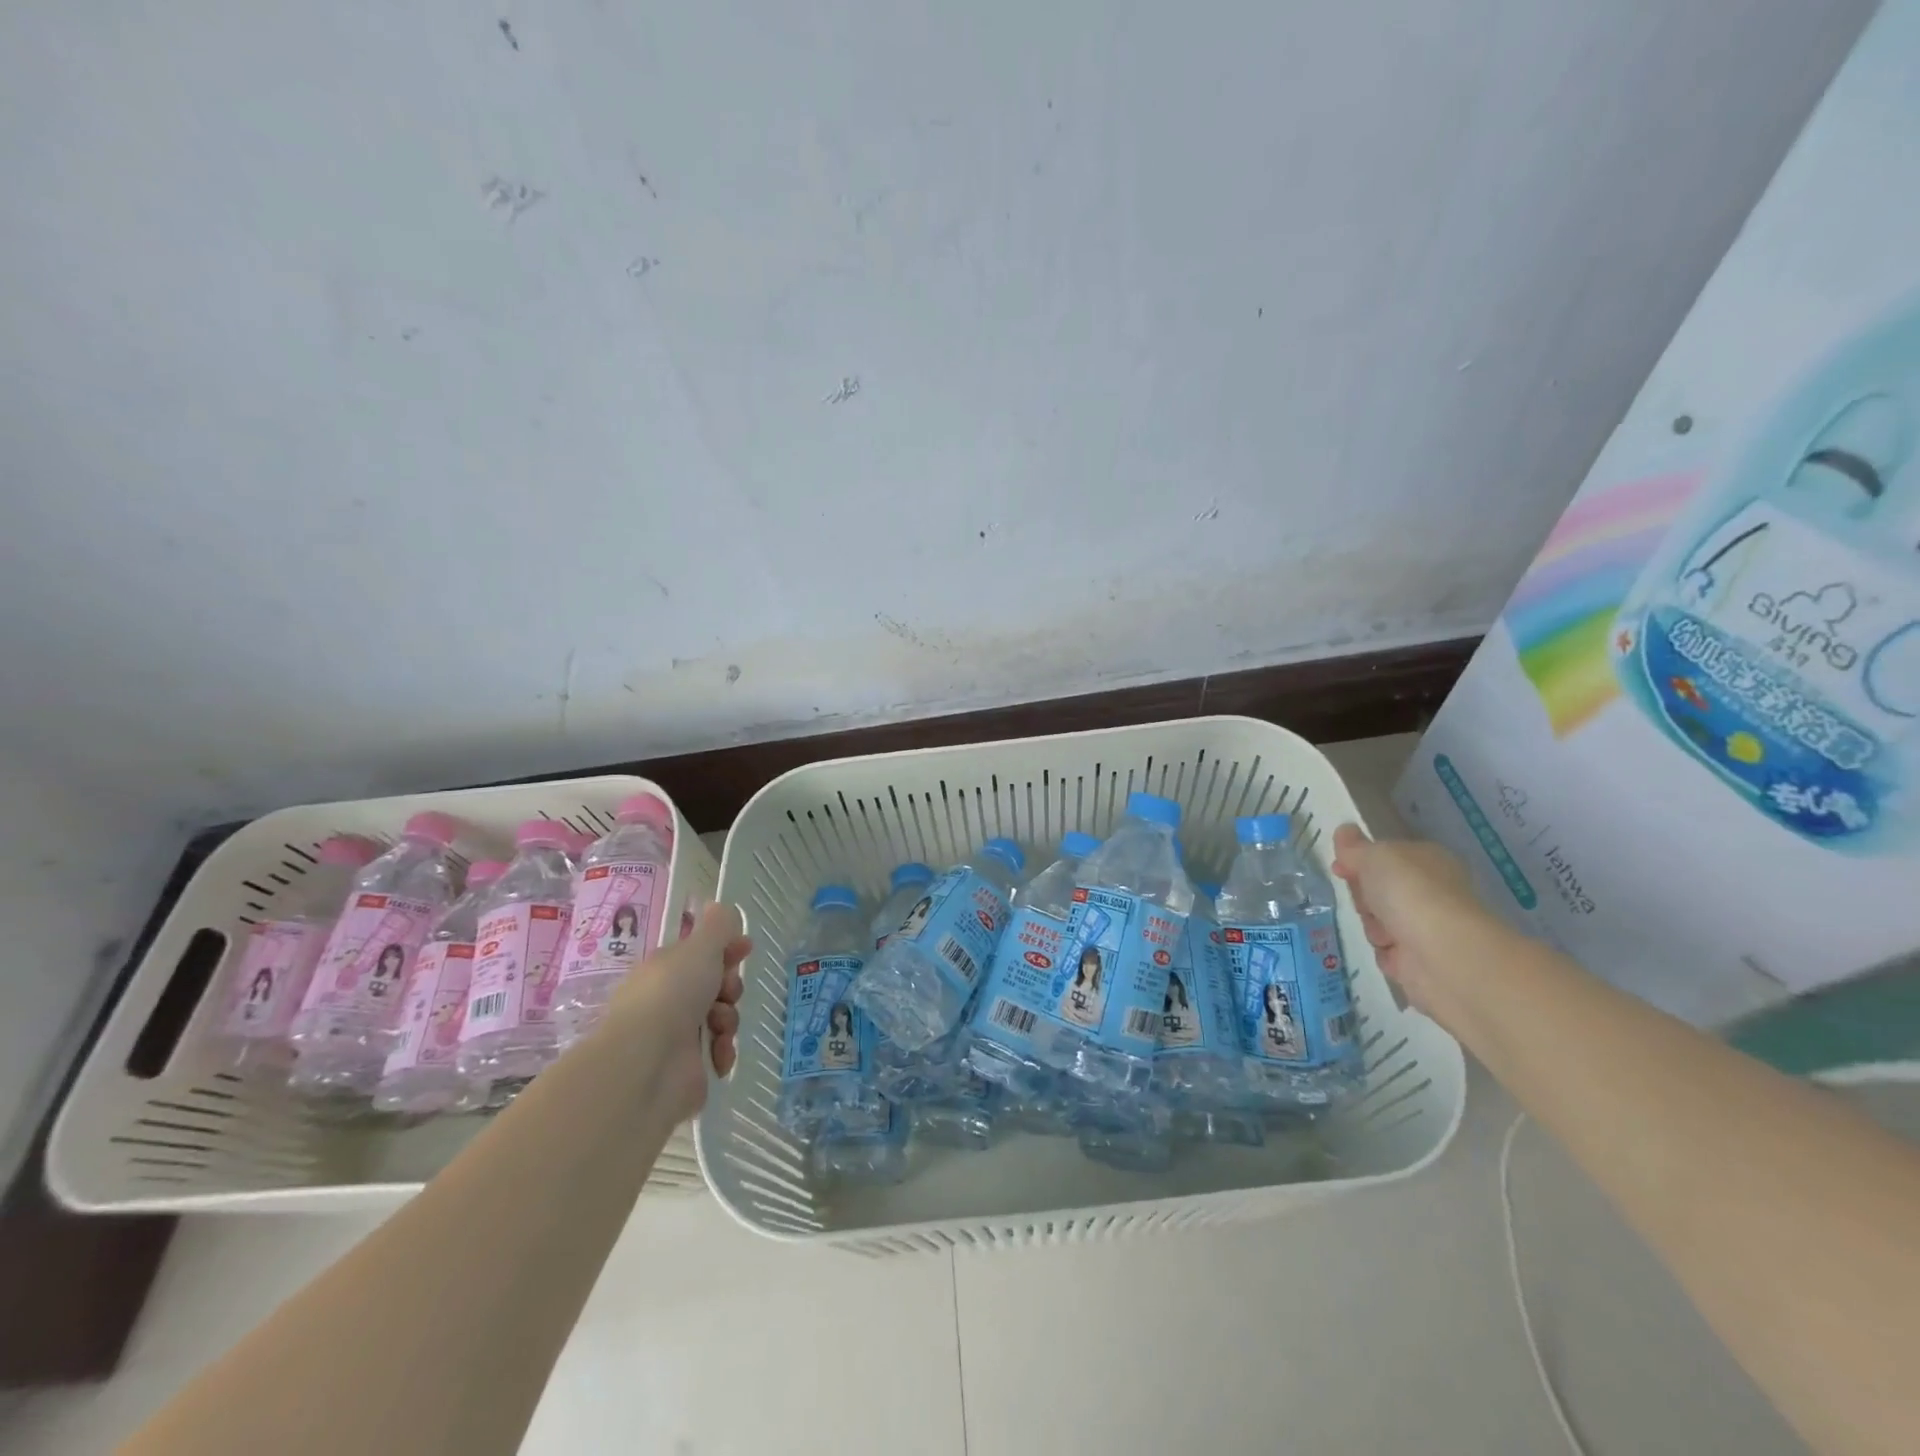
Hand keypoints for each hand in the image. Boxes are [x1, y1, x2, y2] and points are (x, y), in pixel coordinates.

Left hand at [607, 902, 751, 1125]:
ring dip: (728, 1020)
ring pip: (721, 1017)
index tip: (745, 948)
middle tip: (727, 991)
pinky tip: (719, 1054)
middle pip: (714, 985)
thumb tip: (717, 905)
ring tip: (719, 1028)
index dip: (725, 949)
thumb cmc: (673, 994)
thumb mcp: (699, 947)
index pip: (699, 953)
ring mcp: (676, 1036)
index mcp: (664, 969)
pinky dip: (723, 1051)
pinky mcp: (687, 1068)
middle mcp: (667, 1000)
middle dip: (729, 987)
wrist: (648, 1063)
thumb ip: (716, 926)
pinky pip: (718, 1051)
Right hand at [1330, 824, 1486, 1019]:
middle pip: (1377, 890)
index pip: (1386, 857)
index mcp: (1427, 860)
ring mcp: (1427, 927)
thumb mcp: (1373, 856)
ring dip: (1372, 926)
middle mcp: (1430, 891)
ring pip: (1377, 922)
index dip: (1359, 861)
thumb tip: (1343, 830)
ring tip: (1384, 932)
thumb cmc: (1409, 891)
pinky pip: (1386, 952)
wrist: (1441, 952)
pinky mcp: (1422, 960)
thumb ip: (1354, 846)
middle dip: (1363, 896)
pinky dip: (1384, 953)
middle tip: (1366, 900)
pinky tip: (1393, 952)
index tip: (1340, 868)